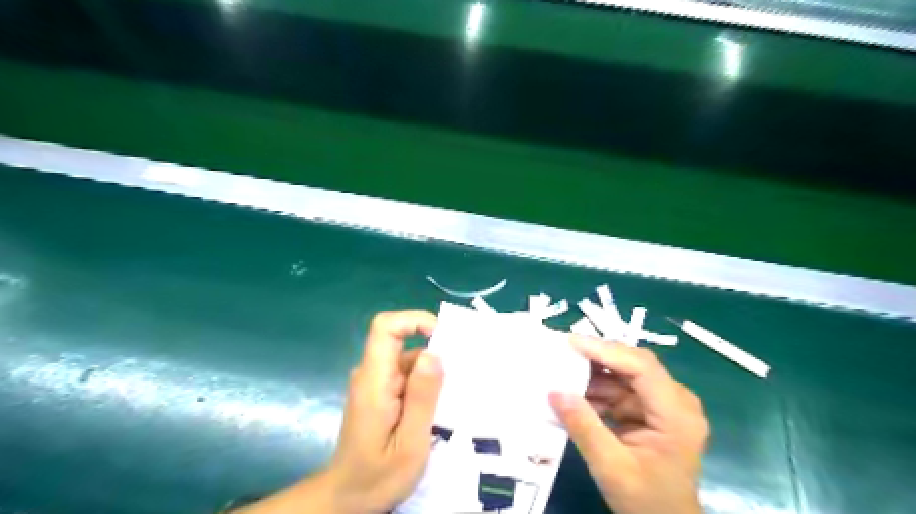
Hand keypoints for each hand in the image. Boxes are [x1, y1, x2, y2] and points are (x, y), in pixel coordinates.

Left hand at [240, 311, 442, 511]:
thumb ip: (422, 398)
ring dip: (433, 372)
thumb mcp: (410, 444)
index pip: (385, 328)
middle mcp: (371, 374)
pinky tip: (441, 406)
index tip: (444, 337)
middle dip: (434, 351)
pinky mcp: (380, 393)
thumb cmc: (377, 476)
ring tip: (456, 396)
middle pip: (401, 342)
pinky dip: (426, 384)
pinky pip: (406, 375)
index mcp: (373, 382)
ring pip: (408, 359)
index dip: (414, 320)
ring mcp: (374, 383)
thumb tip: (433, 353)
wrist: (347, 499)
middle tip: (462, 376)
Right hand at [546, 335, 710, 512]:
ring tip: (562, 370)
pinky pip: (621, 390)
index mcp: (677, 414)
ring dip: (594, 375)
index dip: (605, 351)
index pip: (641, 368)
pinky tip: (575, 393)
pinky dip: (597, 391)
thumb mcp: (611, 467)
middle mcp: (676, 401)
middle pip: (634, 365)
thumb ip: (583, 426)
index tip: (571, 342)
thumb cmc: (646, 502)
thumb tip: (555, 391)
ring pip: (624, 375)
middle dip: (597, 358)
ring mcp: (664, 405)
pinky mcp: (651, 411)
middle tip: (563, 350)